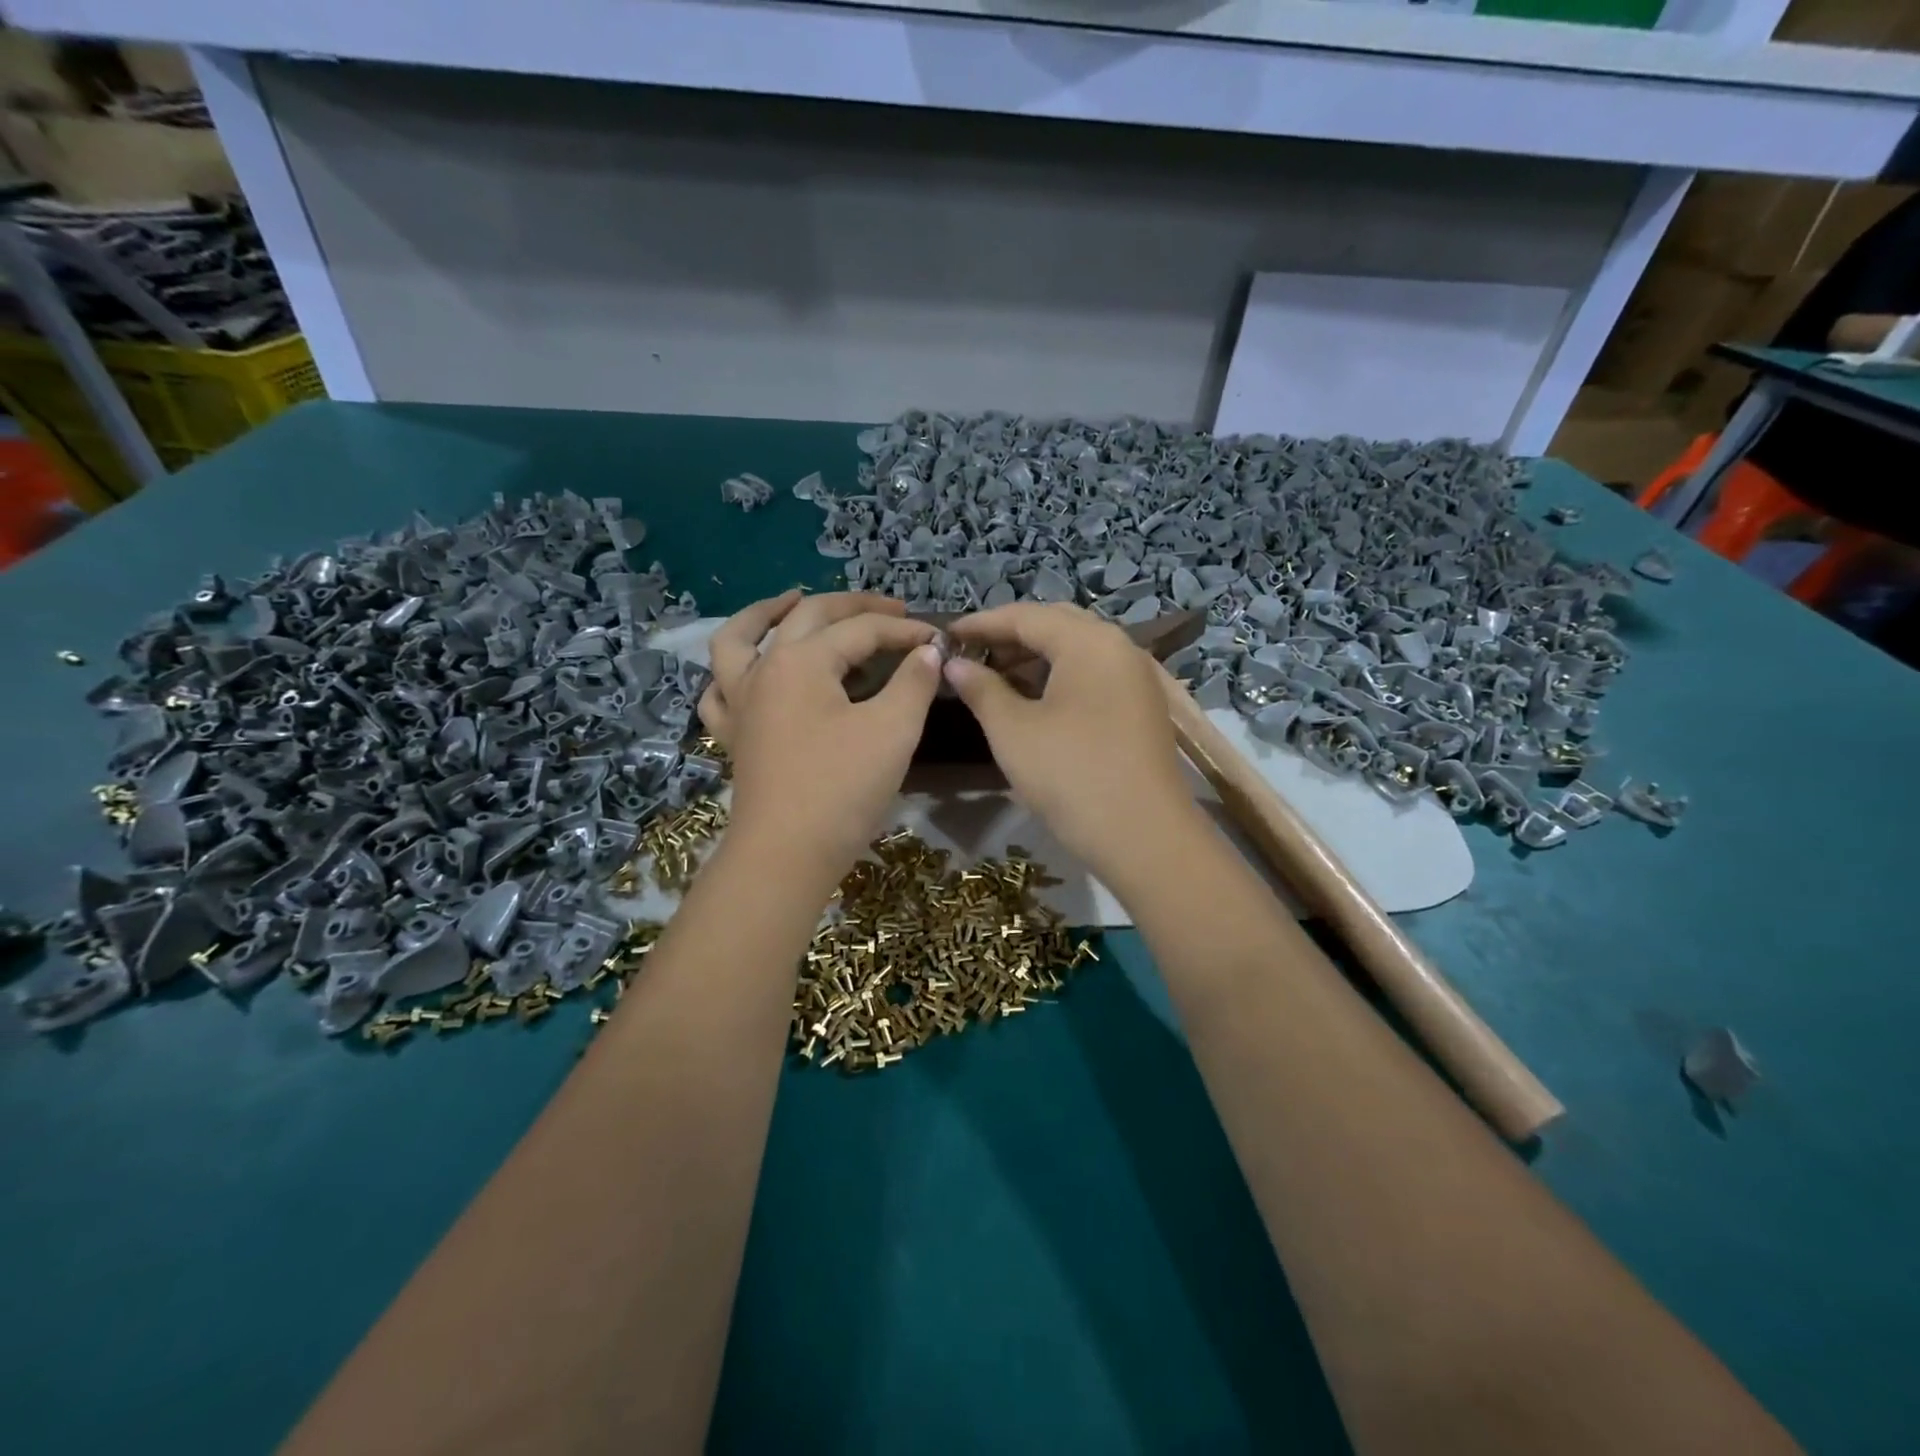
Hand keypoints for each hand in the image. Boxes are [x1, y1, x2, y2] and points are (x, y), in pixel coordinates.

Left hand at [699, 591, 941, 882]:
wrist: (787, 854)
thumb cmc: (842, 788)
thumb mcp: (893, 730)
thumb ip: (913, 682)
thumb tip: (928, 652)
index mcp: (801, 661)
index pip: (861, 631)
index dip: (903, 631)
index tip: (937, 639)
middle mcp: (763, 670)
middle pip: (807, 618)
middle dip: (853, 607)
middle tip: (890, 608)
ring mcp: (740, 702)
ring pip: (739, 639)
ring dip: (766, 613)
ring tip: (793, 601)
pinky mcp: (734, 735)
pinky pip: (720, 690)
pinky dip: (731, 672)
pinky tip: (750, 670)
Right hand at [945, 603, 1198, 885]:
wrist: (1144, 836)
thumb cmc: (1070, 775)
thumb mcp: (1013, 730)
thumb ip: (981, 688)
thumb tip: (954, 664)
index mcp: (1089, 641)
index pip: (1026, 616)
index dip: (982, 623)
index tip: (946, 635)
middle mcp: (1119, 647)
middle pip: (1056, 625)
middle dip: (1010, 637)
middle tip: (971, 655)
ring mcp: (1136, 677)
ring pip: (1077, 651)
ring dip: (1035, 658)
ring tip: (995, 679)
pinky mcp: (1141, 706)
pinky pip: (1094, 675)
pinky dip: (1060, 677)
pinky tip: (1033, 700)